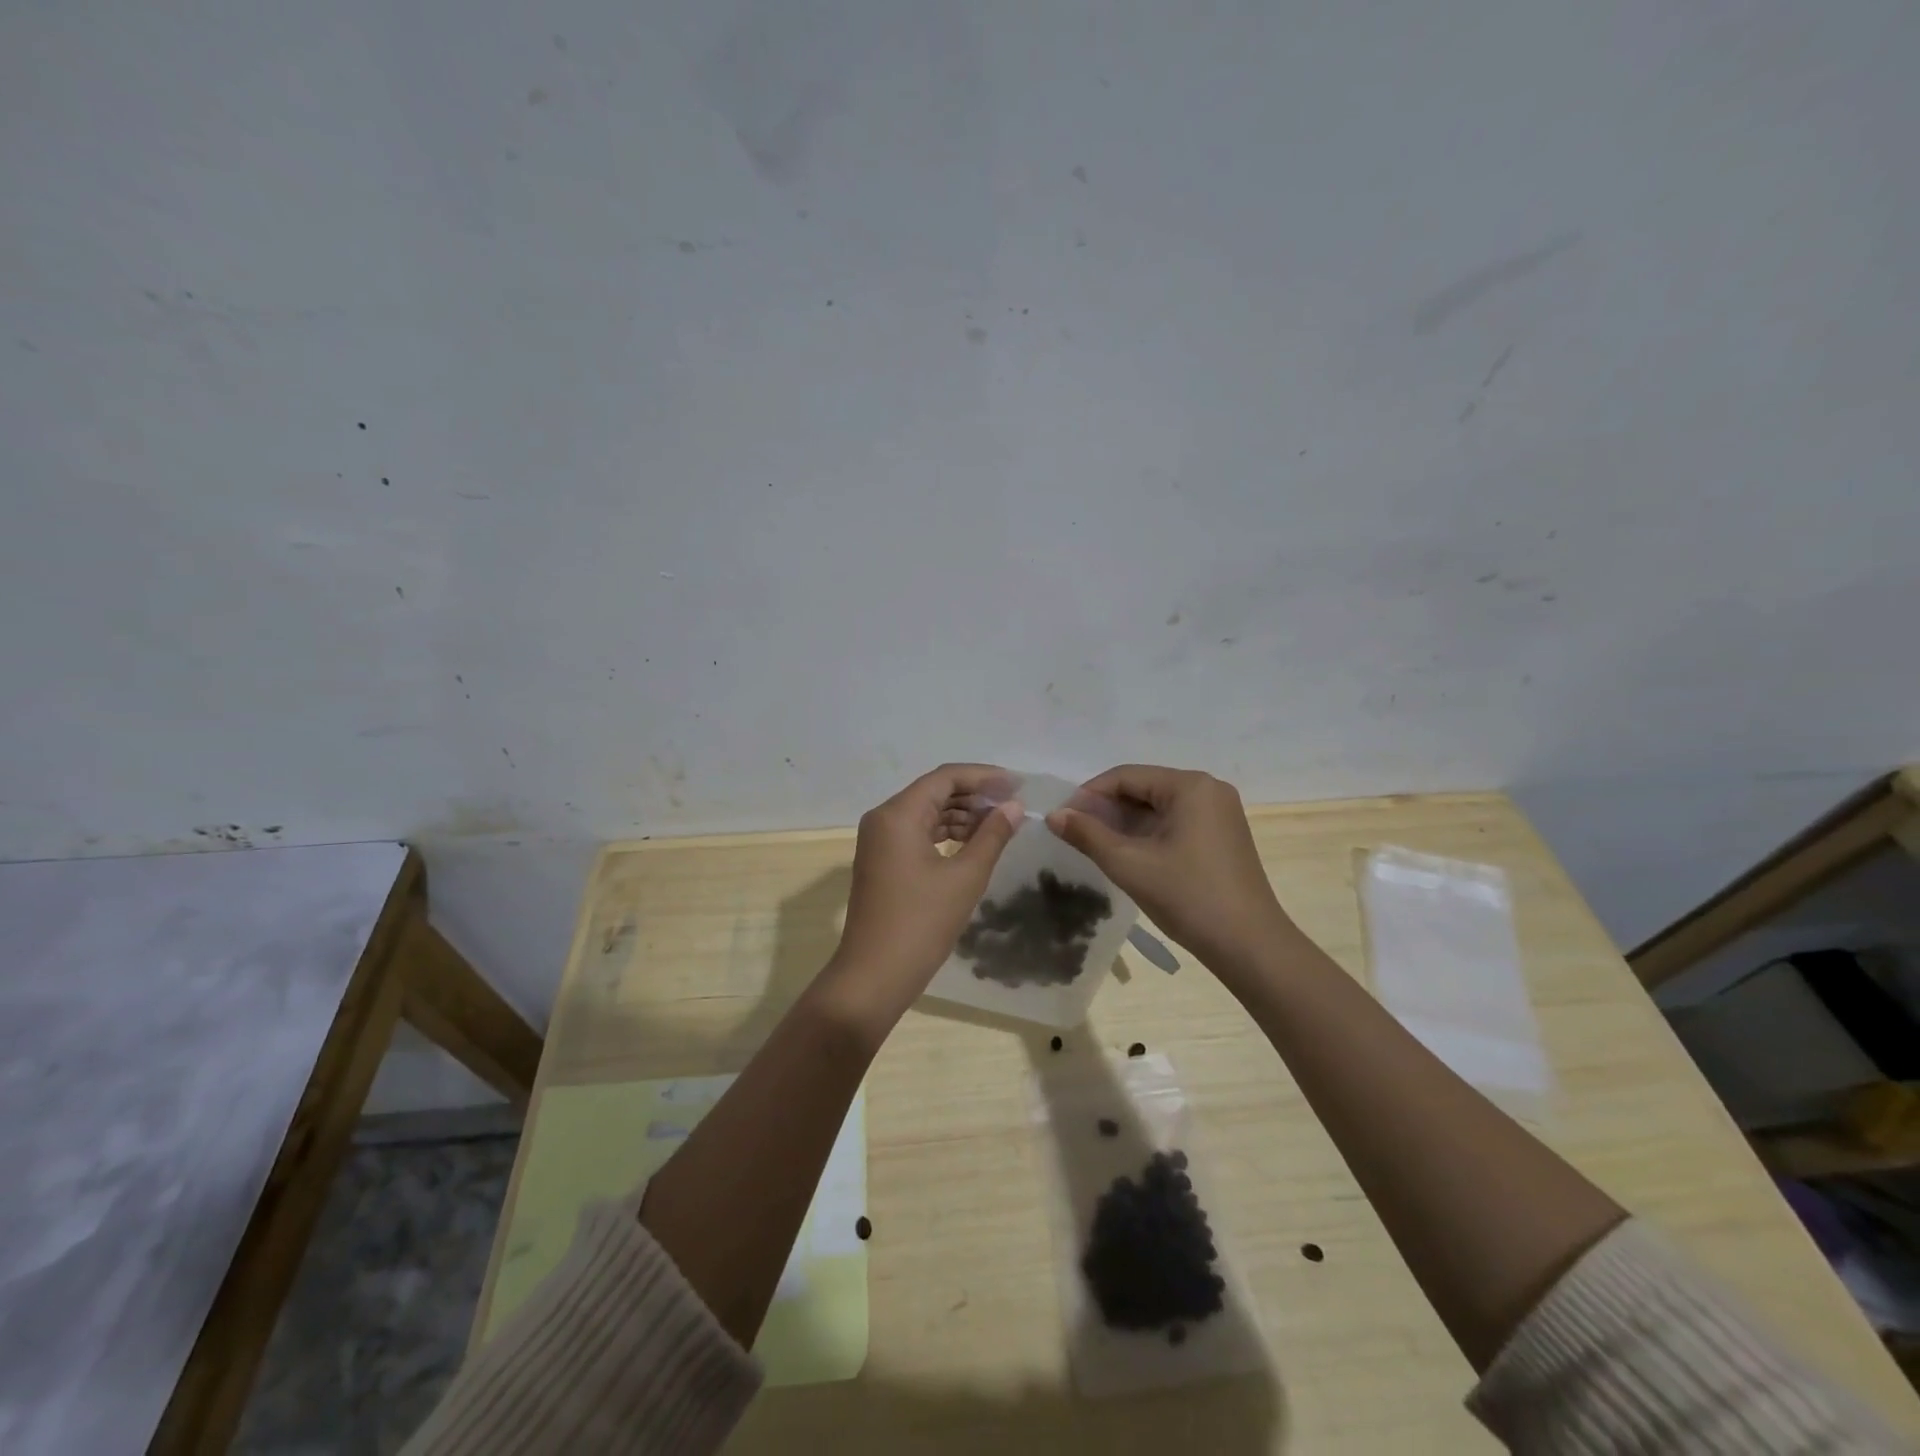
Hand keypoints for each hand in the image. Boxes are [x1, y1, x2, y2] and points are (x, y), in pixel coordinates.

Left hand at [823, 764, 1023, 1026]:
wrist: (874, 974)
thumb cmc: (922, 923)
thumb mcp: (965, 877)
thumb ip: (992, 836)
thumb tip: (1014, 807)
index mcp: (898, 814)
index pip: (945, 777)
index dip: (984, 776)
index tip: (1017, 784)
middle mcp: (883, 818)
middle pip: (934, 791)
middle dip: (974, 794)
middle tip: (1013, 804)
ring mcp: (878, 840)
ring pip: (925, 812)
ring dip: (961, 814)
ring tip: (999, 823)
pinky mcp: (881, 860)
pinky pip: (916, 832)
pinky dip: (944, 832)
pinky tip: (972, 842)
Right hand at [1045, 765, 1296, 978]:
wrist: (1250, 946)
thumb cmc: (1188, 897)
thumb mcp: (1129, 864)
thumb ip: (1087, 834)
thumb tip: (1054, 815)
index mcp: (1190, 786)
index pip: (1126, 776)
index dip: (1089, 794)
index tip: (1063, 818)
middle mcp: (1209, 789)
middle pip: (1144, 788)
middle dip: (1107, 809)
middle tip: (1076, 834)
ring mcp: (1220, 813)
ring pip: (1159, 807)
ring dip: (1126, 823)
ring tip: (1096, 846)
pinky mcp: (1223, 836)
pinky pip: (1176, 822)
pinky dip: (1149, 834)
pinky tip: (1129, 855)